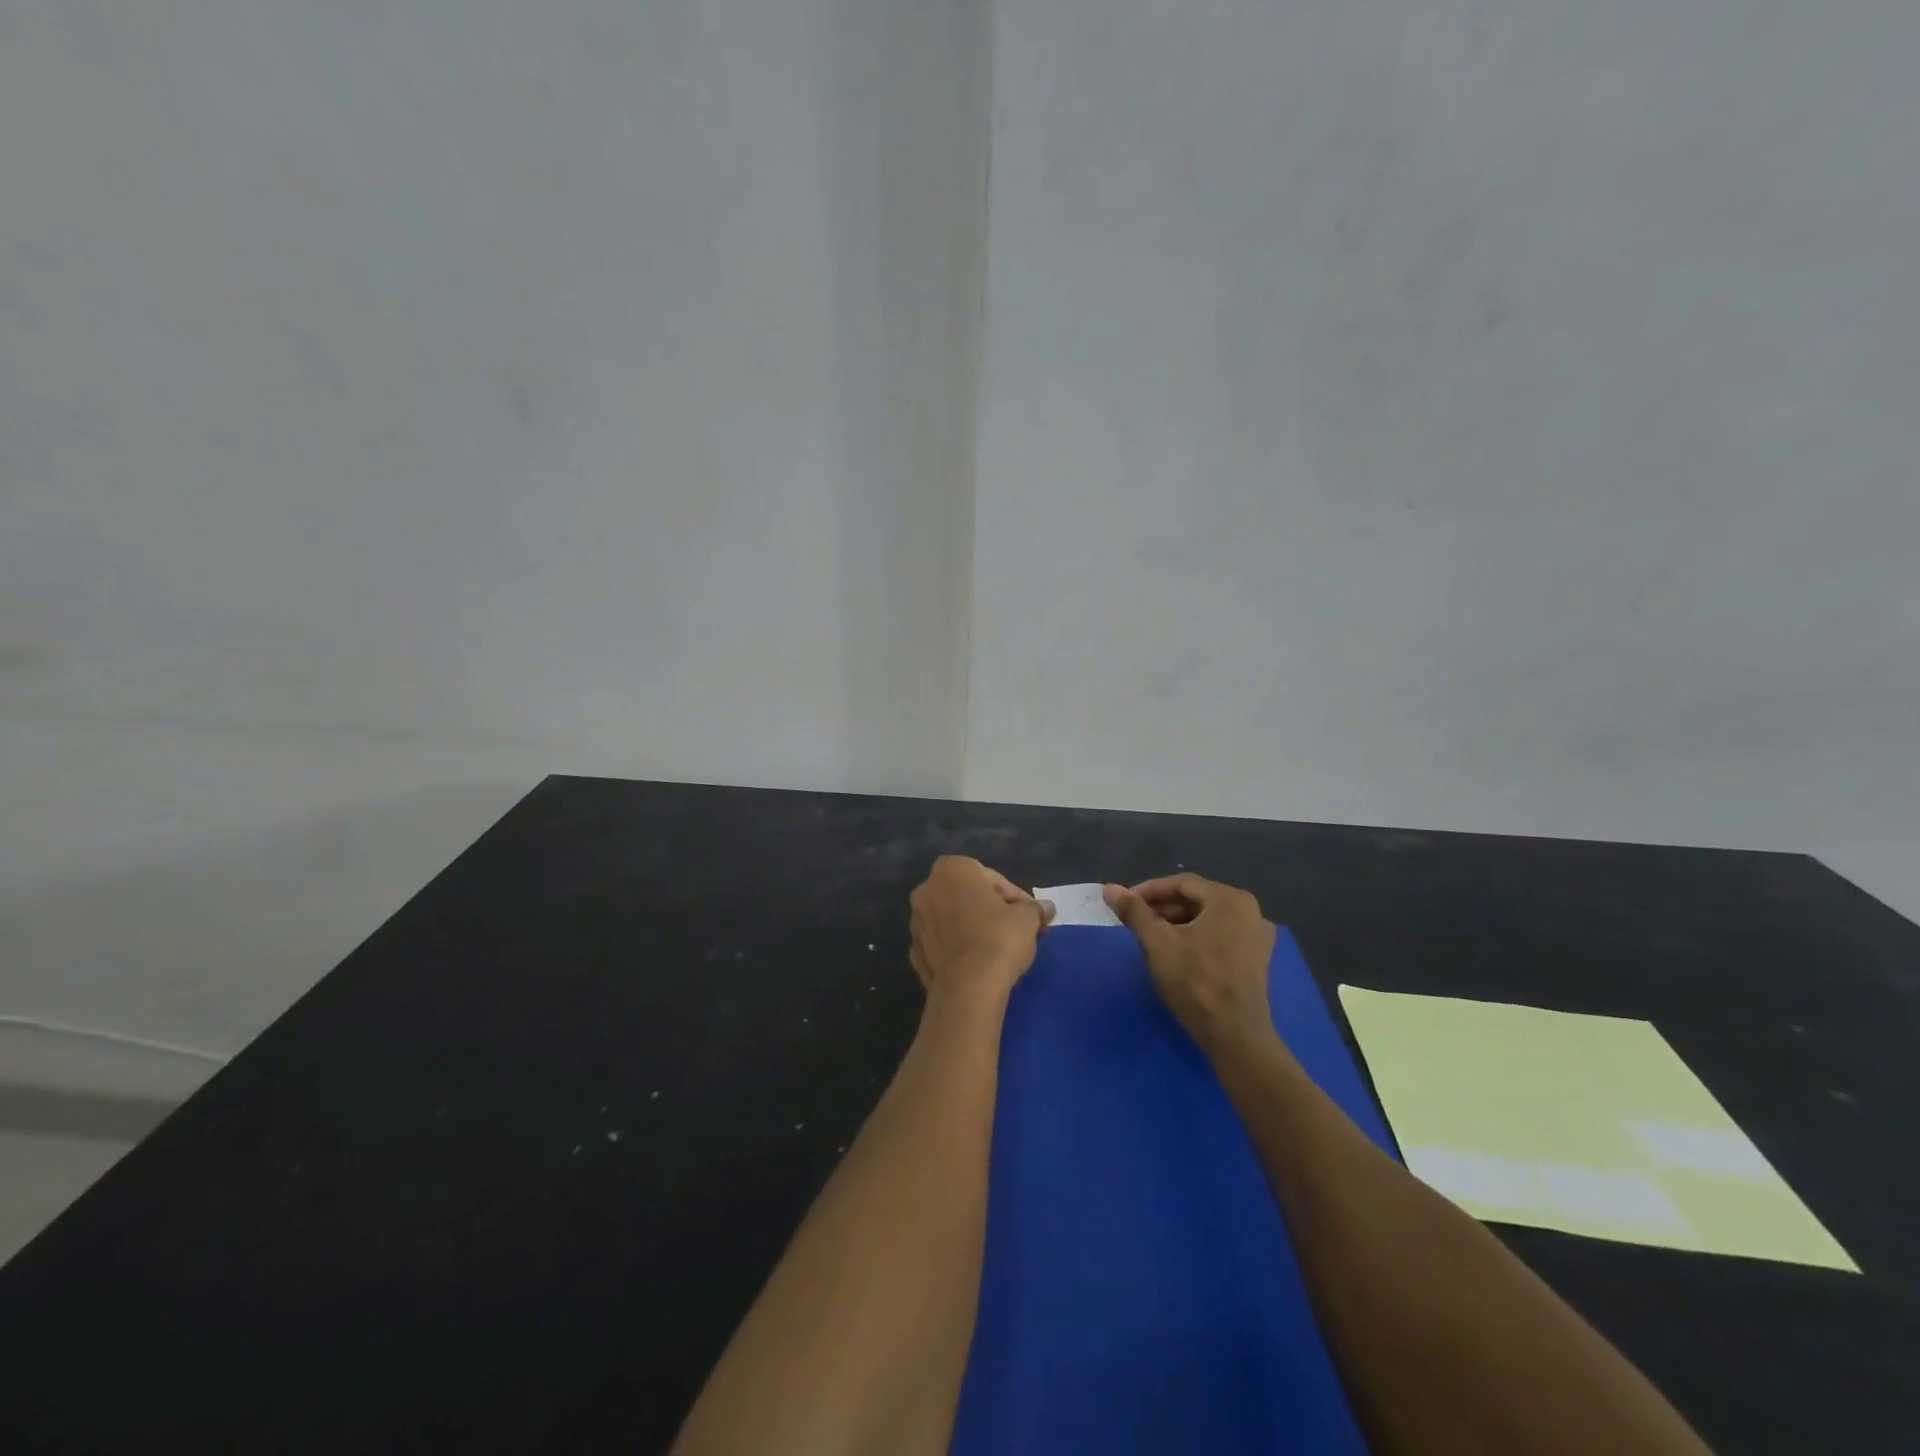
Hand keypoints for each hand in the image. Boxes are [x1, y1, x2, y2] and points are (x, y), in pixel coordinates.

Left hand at [909, 857, 1053, 1004]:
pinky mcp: (914, 952)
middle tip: (1017, 931)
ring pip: (952, 920)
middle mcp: (926, 889)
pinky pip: (942, 944)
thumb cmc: (999, 938)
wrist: (968, 987)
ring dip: (972, 928)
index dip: (1016, 899)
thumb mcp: (1027, 918)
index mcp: (952, 869)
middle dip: (992, 911)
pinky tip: (977, 964)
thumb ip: (1034, 908)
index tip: (1031, 917)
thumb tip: (1046, 908)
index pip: (993, 880)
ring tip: (998, 950)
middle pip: (969, 897)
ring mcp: (916, 922)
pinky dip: (958, 949)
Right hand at [1104, 874, 1277, 1054]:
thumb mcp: (1157, 942)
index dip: (1149, 890)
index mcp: (1230, 899)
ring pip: (1209, 919)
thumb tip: (1109, 888)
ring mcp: (1258, 937)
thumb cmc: (1195, 980)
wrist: (1235, 1035)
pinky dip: (1197, 937)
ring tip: (1151, 936)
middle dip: (1163, 908)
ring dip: (1178, 923)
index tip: (1125, 903)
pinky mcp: (1257, 960)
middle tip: (1136, 920)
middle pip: (1197, 900)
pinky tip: (1177, 952)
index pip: (1182, 883)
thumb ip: (1134, 911)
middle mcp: (1251, 911)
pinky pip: (1221, 936)